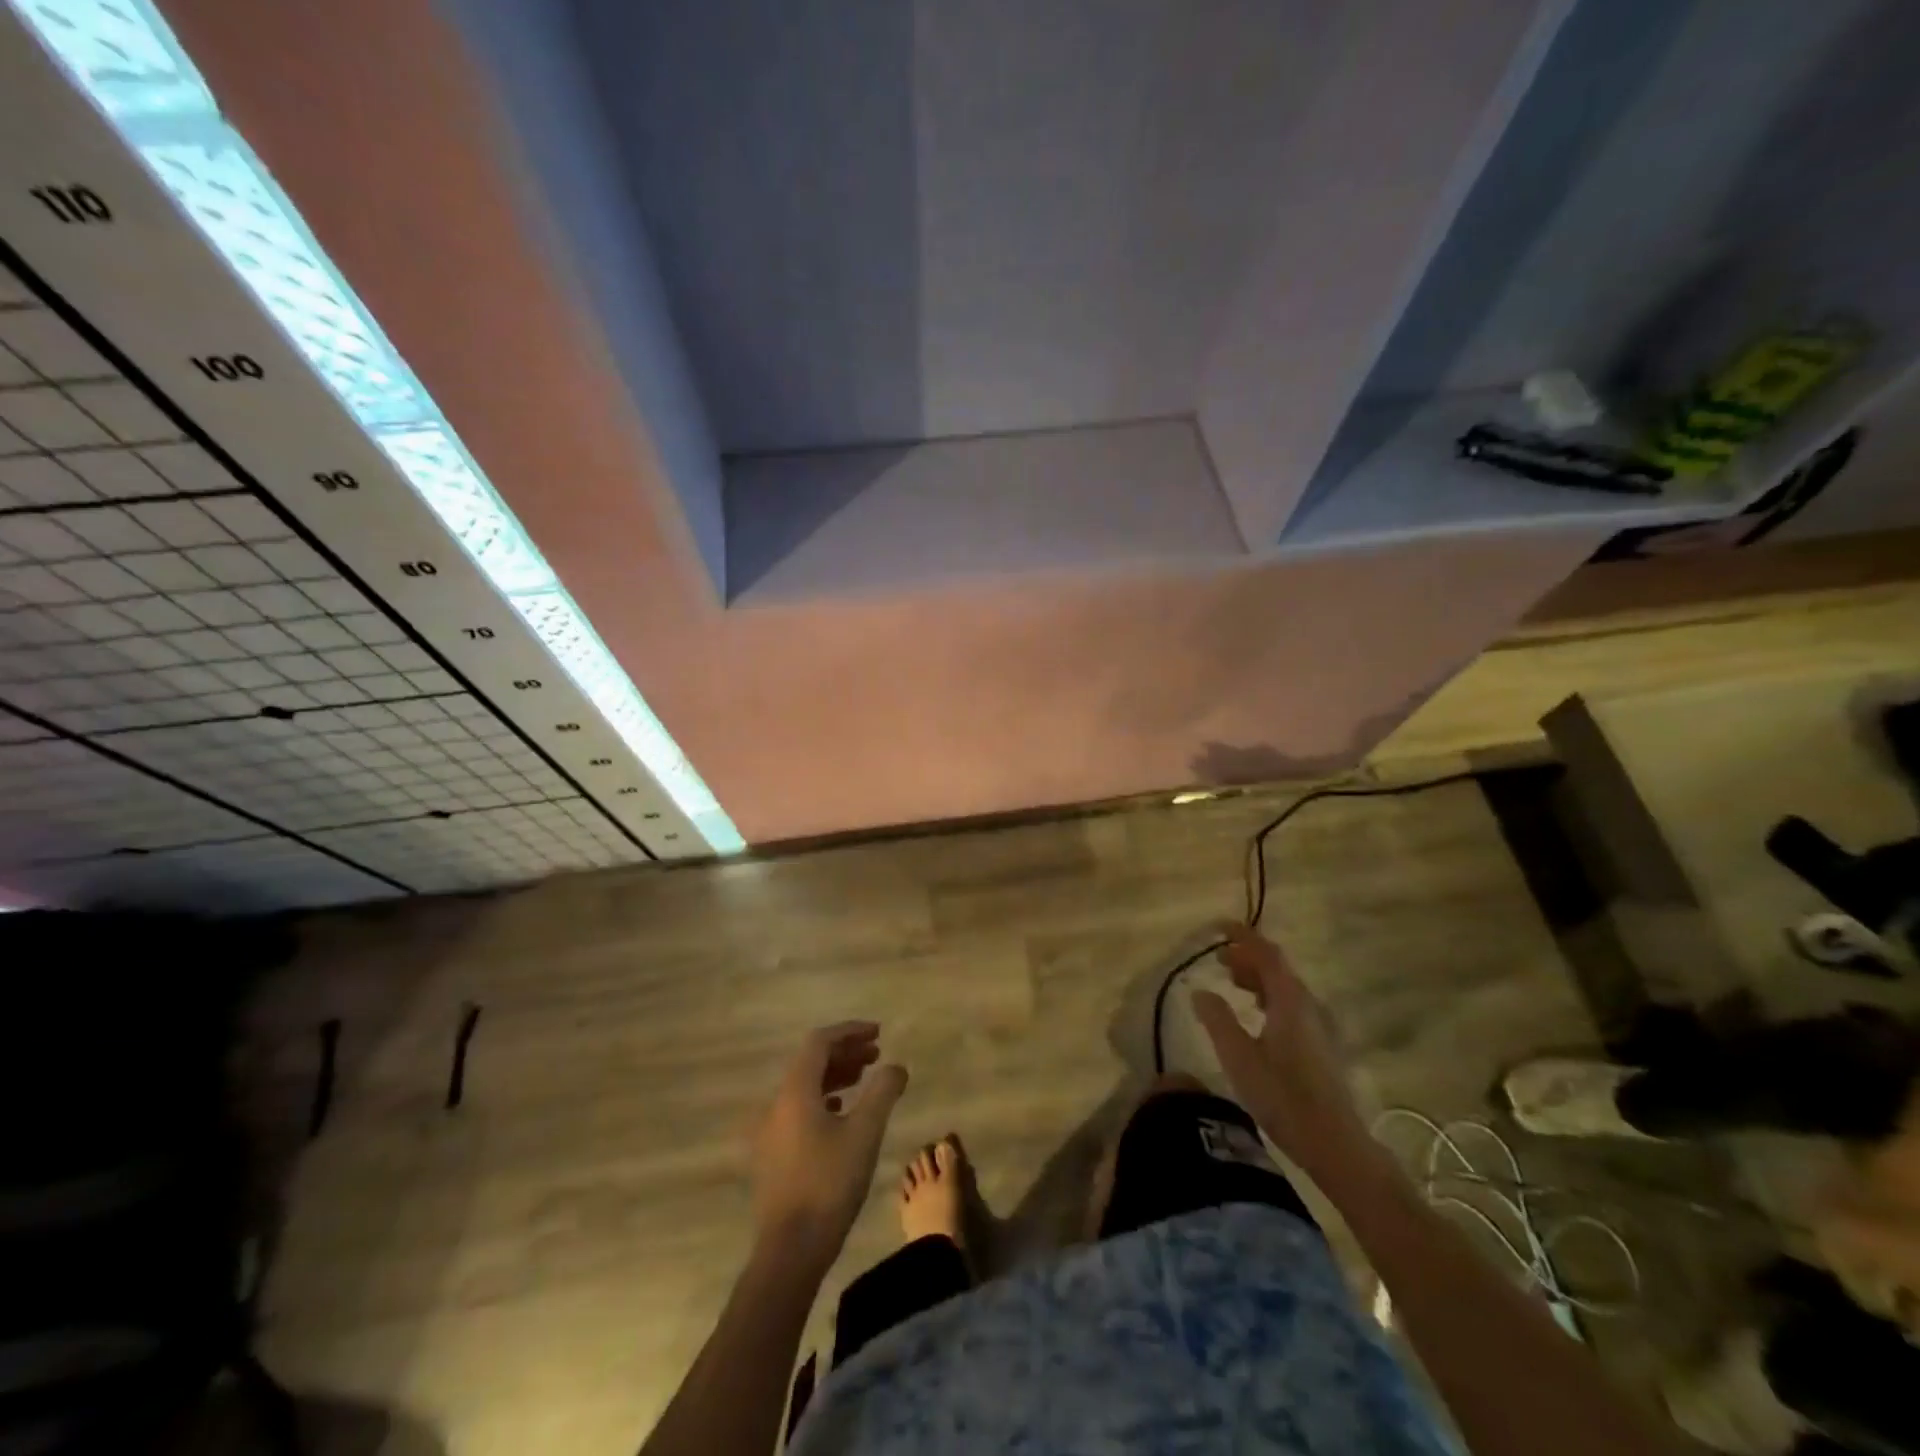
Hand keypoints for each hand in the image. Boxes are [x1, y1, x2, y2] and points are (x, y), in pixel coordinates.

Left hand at [749, 1022, 907, 1266]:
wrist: (790, 1250)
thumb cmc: (829, 1184)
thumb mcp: (865, 1133)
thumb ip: (883, 1092)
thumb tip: (896, 1066)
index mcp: (794, 1091)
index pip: (819, 1042)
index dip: (849, 1031)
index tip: (878, 1032)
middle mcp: (776, 1103)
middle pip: (810, 1062)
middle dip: (845, 1052)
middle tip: (876, 1054)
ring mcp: (770, 1130)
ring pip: (805, 1086)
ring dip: (835, 1075)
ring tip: (865, 1078)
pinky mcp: (772, 1154)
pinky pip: (799, 1109)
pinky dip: (823, 1098)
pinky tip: (842, 1113)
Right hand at [1192, 925, 1372, 1180]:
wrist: (1335, 1143)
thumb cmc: (1283, 1097)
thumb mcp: (1239, 1058)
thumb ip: (1218, 1020)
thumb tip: (1201, 991)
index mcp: (1290, 1001)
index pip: (1267, 954)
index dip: (1244, 936)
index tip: (1220, 926)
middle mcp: (1308, 1005)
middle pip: (1277, 968)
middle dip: (1248, 956)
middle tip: (1219, 958)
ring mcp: (1319, 1026)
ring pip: (1285, 987)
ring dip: (1258, 977)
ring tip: (1231, 981)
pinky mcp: (1321, 1045)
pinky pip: (1291, 1004)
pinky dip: (1269, 996)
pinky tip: (1256, 1014)